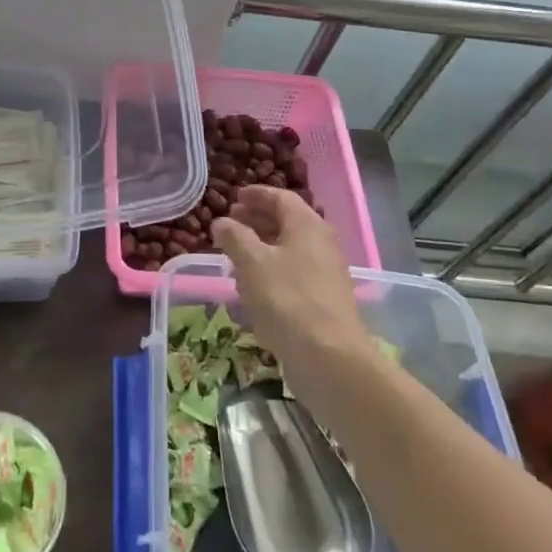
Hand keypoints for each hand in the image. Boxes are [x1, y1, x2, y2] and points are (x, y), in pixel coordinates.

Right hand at [211, 187, 366, 375]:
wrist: (329, 357)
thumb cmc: (287, 299)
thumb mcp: (251, 262)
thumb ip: (234, 236)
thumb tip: (222, 222)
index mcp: (307, 225)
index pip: (281, 197)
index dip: (256, 194)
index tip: (234, 197)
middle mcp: (321, 243)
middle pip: (287, 222)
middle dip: (257, 220)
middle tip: (231, 224)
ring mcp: (325, 273)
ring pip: (289, 249)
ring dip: (262, 247)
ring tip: (235, 256)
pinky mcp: (323, 300)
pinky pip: (294, 273)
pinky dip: (272, 271)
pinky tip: (253, 288)